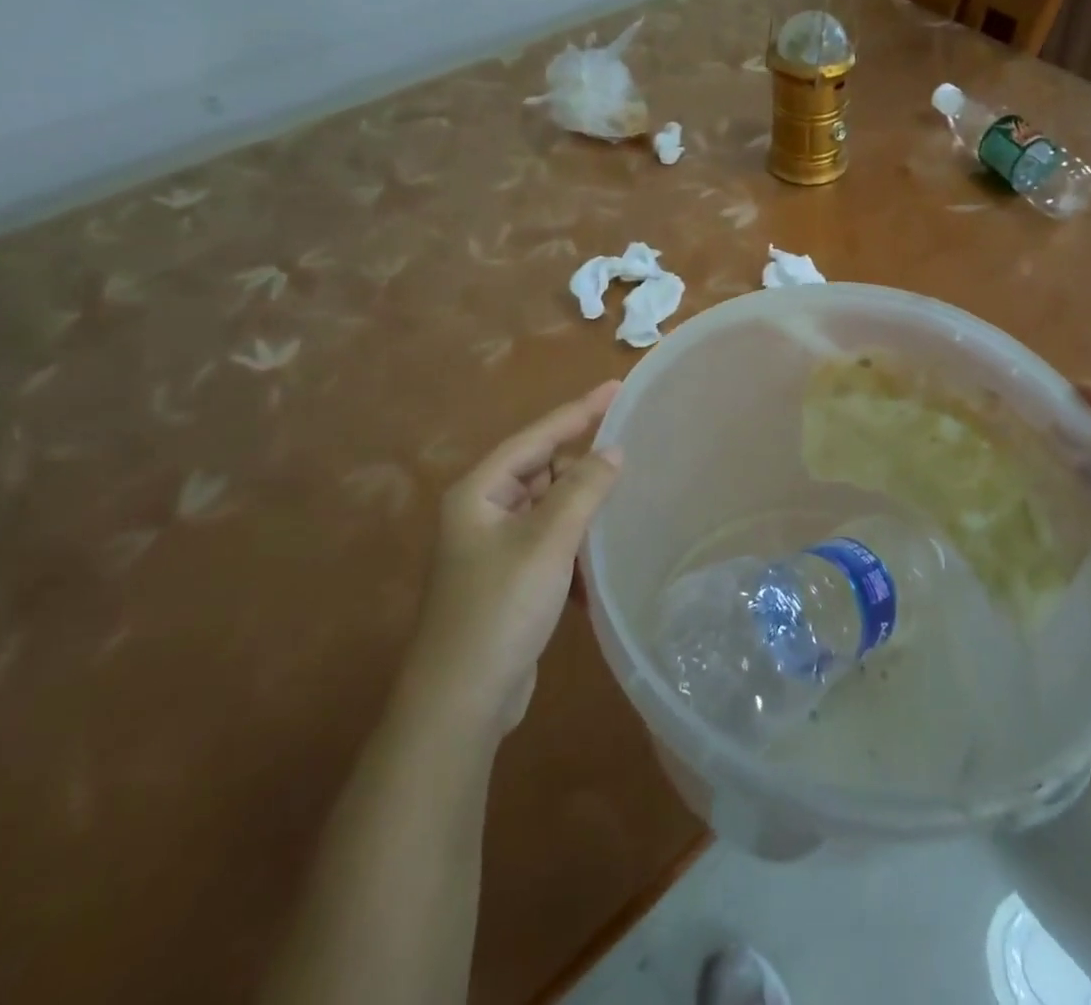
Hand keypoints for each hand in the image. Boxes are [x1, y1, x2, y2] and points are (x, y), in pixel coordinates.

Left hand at [412, 382, 622, 735]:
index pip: (536, 436)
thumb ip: (583, 489)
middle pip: (542, 469)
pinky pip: (551, 540)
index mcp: (479, 492)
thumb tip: (613, 450)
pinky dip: (575, 541)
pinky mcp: (511, 578)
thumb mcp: (547, 542)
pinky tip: (601, 551)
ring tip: (624, 497)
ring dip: (582, 505)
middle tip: (628, 453)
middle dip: (581, 464)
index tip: (616, 387)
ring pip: (549, 506)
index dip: (578, 411)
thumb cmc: (500, 608)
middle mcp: (483, 511)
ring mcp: (495, 547)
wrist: (462, 703)